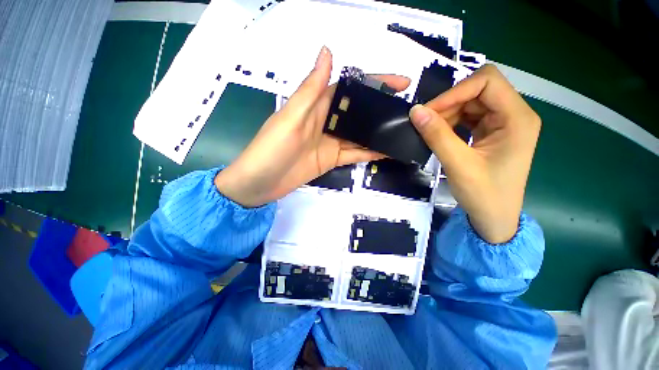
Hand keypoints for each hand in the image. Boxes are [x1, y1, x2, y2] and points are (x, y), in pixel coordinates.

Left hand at [215, 47, 410, 206]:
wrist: (260, 183)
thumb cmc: (271, 149)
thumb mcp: (291, 117)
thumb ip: (311, 89)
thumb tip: (327, 51)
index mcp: (315, 106)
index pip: (349, 88)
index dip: (374, 82)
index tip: (400, 83)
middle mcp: (325, 122)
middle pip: (358, 112)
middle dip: (380, 109)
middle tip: (406, 111)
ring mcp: (330, 143)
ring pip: (358, 135)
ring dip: (377, 132)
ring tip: (401, 131)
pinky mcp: (331, 160)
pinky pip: (354, 154)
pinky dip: (369, 152)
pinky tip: (386, 151)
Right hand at [409, 65, 540, 243]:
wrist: (494, 218)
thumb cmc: (483, 195)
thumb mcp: (458, 164)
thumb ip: (436, 135)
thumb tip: (415, 111)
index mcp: (518, 118)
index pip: (487, 82)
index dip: (455, 91)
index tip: (429, 111)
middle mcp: (515, 114)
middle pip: (479, 90)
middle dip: (449, 102)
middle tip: (425, 122)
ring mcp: (504, 123)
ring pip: (472, 102)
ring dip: (448, 112)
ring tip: (429, 129)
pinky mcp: (492, 132)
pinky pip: (469, 116)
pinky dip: (451, 121)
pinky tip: (440, 132)